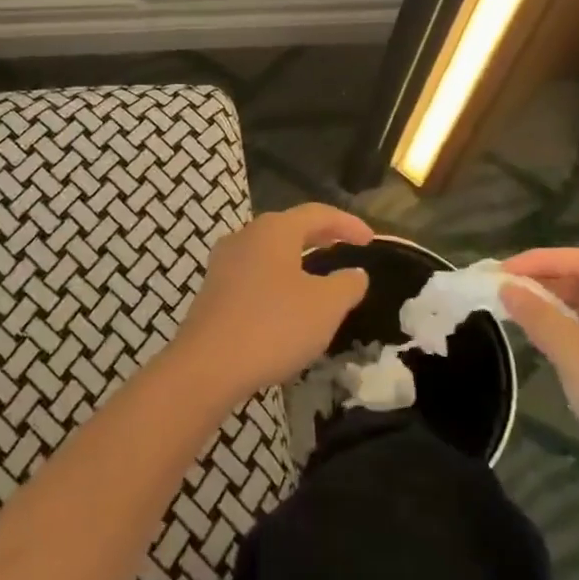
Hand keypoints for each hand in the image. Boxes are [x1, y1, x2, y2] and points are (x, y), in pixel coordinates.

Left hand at [170, 204, 372, 402]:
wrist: (207, 365)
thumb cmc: (274, 326)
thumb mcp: (326, 306)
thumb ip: (347, 284)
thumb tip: (355, 273)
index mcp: (274, 230)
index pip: (318, 213)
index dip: (348, 223)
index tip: (370, 240)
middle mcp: (245, 236)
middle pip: (290, 227)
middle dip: (320, 236)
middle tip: (346, 247)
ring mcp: (224, 263)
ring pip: (269, 251)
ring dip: (297, 259)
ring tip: (318, 274)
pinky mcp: (213, 290)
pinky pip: (254, 274)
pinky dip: (277, 279)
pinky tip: (286, 302)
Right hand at [500, 248, 578, 520]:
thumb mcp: (576, 356)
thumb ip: (538, 316)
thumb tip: (506, 287)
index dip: (539, 260)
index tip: (500, 273)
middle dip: (542, 281)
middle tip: (499, 291)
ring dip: (550, 307)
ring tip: (512, 313)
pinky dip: (562, 332)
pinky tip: (540, 343)